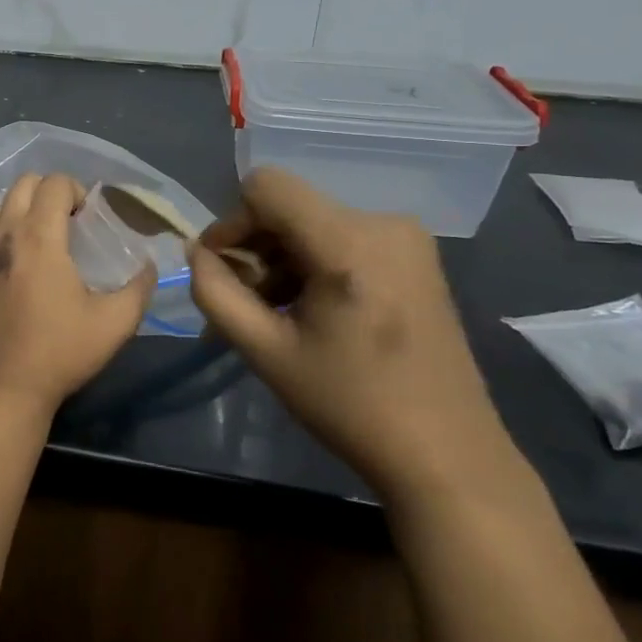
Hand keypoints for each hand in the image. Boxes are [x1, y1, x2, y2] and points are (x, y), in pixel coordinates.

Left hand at [0, 174, 156, 420]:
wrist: (4, 389)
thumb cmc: (60, 352)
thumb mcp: (115, 323)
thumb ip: (139, 288)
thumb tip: (149, 266)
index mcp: (38, 238)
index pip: (52, 184)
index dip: (76, 189)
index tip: (91, 216)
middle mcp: (6, 236)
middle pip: (23, 184)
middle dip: (50, 190)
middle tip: (73, 219)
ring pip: (3, 206)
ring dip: (28, 208)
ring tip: (51, 238)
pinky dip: (12, 231)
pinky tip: (29, 265)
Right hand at [187, 168, 518, 503]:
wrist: (446, 454)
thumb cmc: (351, 405)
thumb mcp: (265, 352)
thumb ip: (216, 293)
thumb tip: (195, 253)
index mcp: (348, 242)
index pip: (265, 187)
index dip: (231, 223)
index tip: (223, 272)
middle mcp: (383, 222)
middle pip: (289, 206)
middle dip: (256, 249)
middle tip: (248, 305)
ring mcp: (407, 237)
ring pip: (313, 222)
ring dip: (283, 259)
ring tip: (280, 314)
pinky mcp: (417, 255)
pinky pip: (343, 237)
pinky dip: (314, 263)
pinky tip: (315, 311)